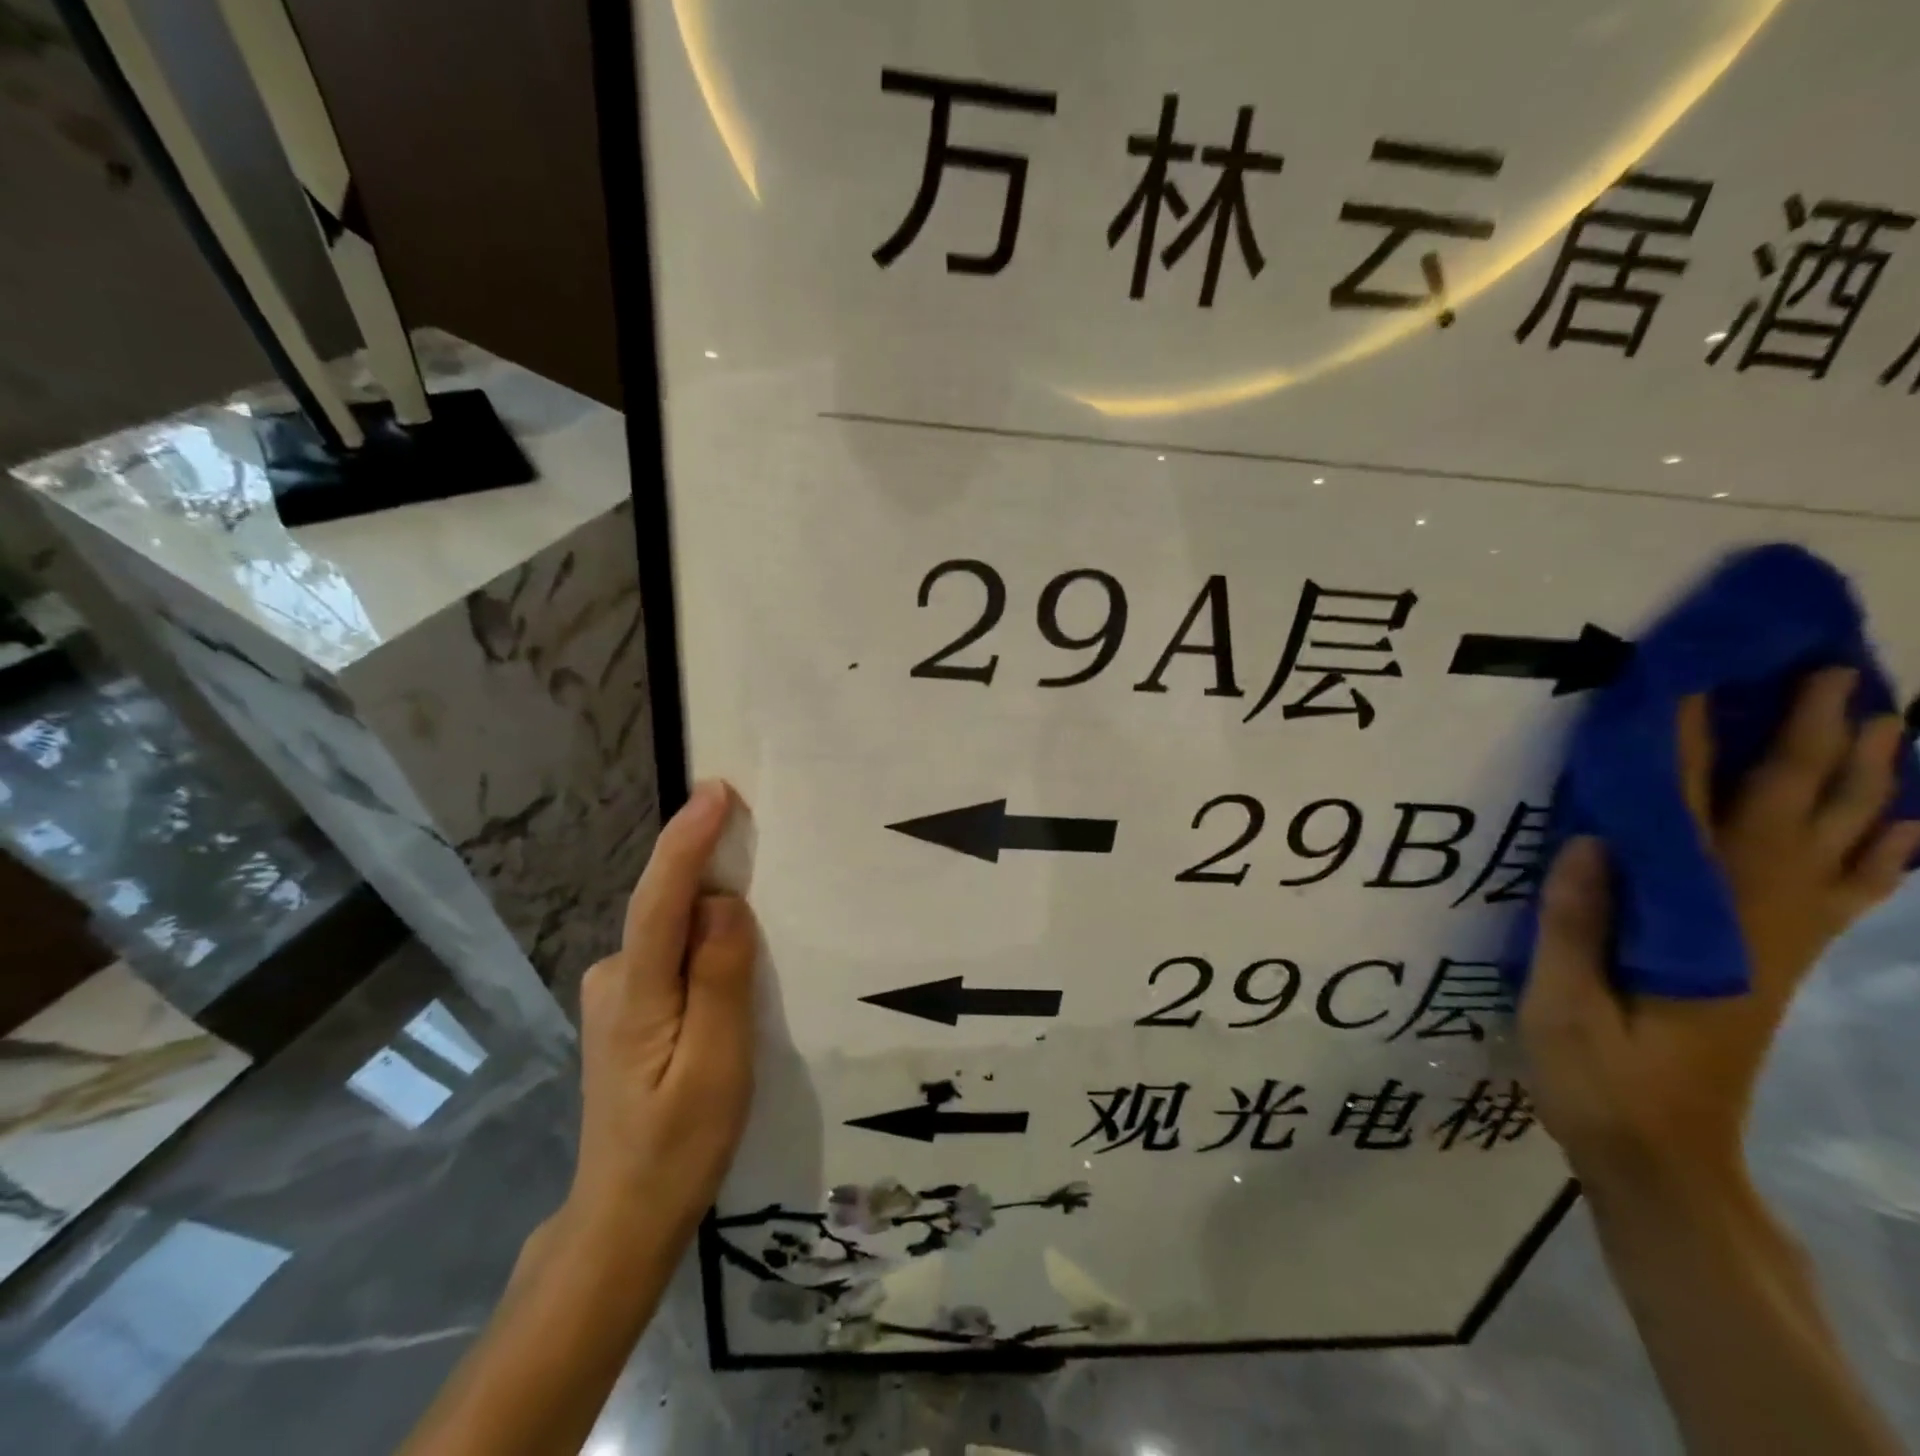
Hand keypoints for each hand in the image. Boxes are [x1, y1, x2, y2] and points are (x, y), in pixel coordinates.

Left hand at [563, 780, 756, 1251]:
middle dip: (709, 867)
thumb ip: (720, 979)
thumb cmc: (679, 1147)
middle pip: (666, 906)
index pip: (660, 900)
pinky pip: (670, 954)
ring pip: (670, 932)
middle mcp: (614, 978)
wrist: (623, 1217)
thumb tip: (722, 903)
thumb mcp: (718, 1067)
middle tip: (760, 839)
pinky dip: (701, 943)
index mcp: (635, 993)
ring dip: (710, 911)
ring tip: (760, 913)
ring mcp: (614, 994)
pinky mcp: (627, 1009)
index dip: (687, 840)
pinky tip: (730, 965)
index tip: (717, 791)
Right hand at [1520, 668, 1919, 1196]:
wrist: (1666, 1157)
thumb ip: (1580, 928)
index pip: (1697, 822)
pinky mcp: (1779, 962)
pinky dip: (1883, 851)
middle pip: (1794, 820)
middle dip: (1815, 743)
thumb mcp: (1564, 1008)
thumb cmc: (1602, 1079)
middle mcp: (1757, 925)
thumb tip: (1594, 840)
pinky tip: (1901, 824)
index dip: (1697, 752)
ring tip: (1889, 723)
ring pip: (1840, 849)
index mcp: (1698, 930)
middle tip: (1834, 675)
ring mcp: (1780, 944)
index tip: (1698, 687)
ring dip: (1866, 782)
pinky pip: (1849, 895)